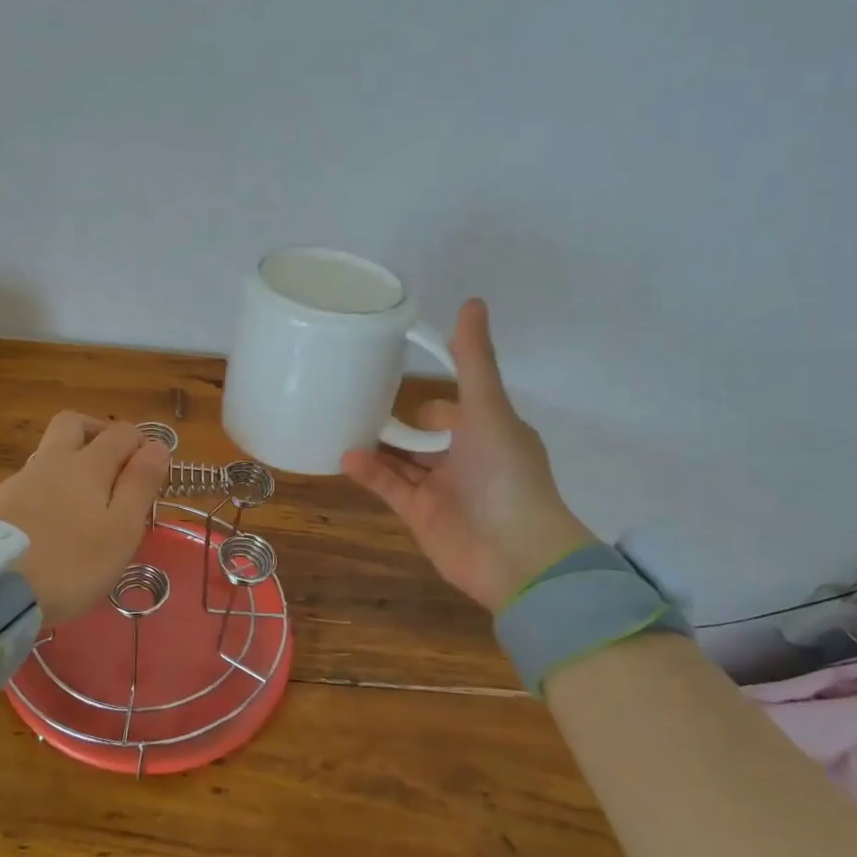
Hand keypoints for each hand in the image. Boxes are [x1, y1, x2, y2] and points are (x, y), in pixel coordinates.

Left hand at [0, 412, 171, 623]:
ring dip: (72, 462)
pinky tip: (52, 522)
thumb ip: (140, 485)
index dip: (142, 445)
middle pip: (74, 424)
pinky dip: (48, 488)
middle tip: (114, 465)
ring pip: (50, 453)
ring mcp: (20, 480)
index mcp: (87, 464)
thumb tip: (158, 446)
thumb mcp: (121, 530)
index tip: (151, 474)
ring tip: (85, 503)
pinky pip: (31, 481)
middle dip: (99, 433)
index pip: (122, 433)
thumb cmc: (71, 563)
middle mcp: (52, 460)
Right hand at [343, 298, 596, 612]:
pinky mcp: (421, 516)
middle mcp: (467, 459)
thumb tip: (472, 300)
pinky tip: (346, 456)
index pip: (457, 407)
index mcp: (489, 431)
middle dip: (398, 422)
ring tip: (341, 422)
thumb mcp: (489, 409)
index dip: (434, 397)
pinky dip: (369, 472)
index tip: (398, 376)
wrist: (514, 556)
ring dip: (378, 445)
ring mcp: (443, 489)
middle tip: (357, 398)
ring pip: (404, 461)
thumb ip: (473, 360)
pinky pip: (390, 488)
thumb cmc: (506, 475)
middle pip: (427, 436)